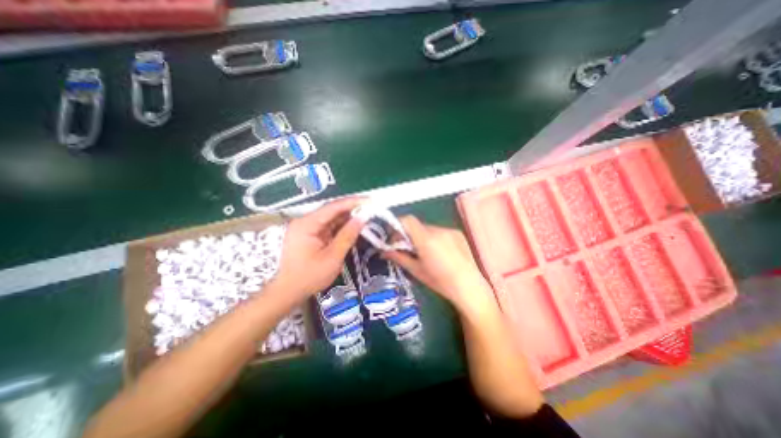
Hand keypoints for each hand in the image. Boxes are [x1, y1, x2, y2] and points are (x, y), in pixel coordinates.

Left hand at [268, 201, 365, 301]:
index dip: (353, 202)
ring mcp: (306, 228)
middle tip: (371, 210)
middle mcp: (305, 221)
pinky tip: (353, 228)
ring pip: (331, 219)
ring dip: (347, 219)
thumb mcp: (332, 257)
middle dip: (352, 210)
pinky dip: (341, 228)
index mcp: (307, 224)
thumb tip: (362, 218)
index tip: (369, 201)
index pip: (333, 207)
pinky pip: (328, 227)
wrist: (287, 292)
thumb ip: (347, 236)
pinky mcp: (309, 235)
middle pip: (332, 211)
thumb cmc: (309, 277)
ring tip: (365, 218)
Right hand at [384, 216, 492, 313]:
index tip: (395, 239)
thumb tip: (384, 251)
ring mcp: (449, 230)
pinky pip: (440, 231)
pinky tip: (440, 253)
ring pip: (428, 228)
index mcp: (426, 239)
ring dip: (422, 236)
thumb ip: (399, 257)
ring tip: (426, 253)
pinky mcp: (457, 233)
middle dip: (409, 234)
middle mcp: (438, 230)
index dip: (398, 226)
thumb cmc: (440, 282)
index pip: (407, 220)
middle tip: (408, 249)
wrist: (469, 287)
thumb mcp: (416, 270)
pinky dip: (434, 238)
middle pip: (417, 225)